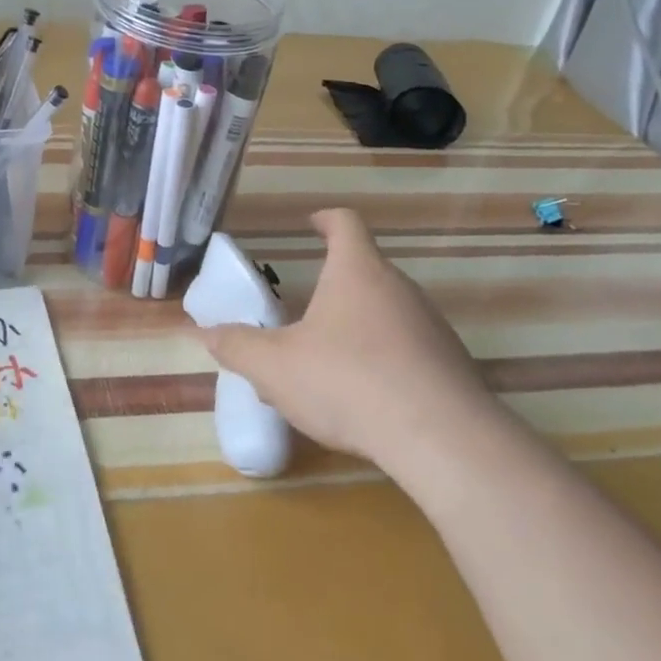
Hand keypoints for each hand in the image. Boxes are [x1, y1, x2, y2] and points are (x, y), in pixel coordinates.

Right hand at [201, 209, 503, 471]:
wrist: (444, 441)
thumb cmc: (348, 382)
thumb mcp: (275, 367)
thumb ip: (237, 347)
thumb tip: (208, 334)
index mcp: (357, 272)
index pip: (345, 223)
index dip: (325, 219)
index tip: (311, 223)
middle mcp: (399, 288)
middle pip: (364, 271)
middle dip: (331, 288)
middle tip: (300, 317)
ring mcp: (432, 326)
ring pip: (385, 313)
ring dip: (356, 328)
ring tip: (327, 367)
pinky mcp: (452, 365)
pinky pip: (408, 349)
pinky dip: (383, 360)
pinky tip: (365, 400)